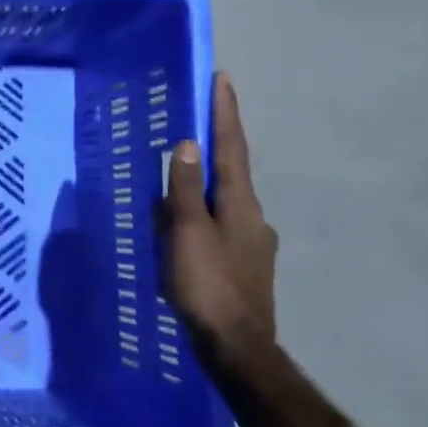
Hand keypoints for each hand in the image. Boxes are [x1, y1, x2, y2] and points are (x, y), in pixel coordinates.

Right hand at [164, 72, 277, 363]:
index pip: (231, 148)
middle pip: (231, 172)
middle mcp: (253, 217)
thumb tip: (189, 143)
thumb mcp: (188, 233)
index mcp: (241, 204)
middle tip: (191, 124)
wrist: (237, 347)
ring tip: (174, 182)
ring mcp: (252, 243)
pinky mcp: (244, 265)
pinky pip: (218, 225)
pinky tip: (182, 230)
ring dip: (203, 185)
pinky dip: (200, 215)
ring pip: (223, 202)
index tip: (223, 79)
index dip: (225, 113)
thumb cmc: (208, 285)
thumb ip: (186, 189)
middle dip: (214, 146)